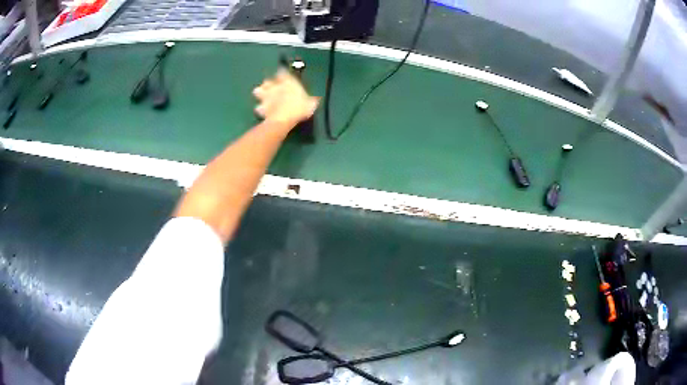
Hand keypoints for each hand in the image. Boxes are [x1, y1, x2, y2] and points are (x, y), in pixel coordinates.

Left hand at [253, 69, 319, 126]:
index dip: (282, 73)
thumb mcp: (311, 104)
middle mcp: (275, 86)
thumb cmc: (299, 108)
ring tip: (264, 97)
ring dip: (260, 93)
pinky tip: (263, 111)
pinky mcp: (260, 108)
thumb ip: (311, 100)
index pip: (282, 72)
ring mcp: (266, 97)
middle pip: (268, 80)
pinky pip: (258, 107)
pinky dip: (260, 108)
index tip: (284, 75)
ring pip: (258, 91)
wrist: (284, 120)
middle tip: (272, 87)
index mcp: (287, 82)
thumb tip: (315, 100)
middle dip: (269, 83)